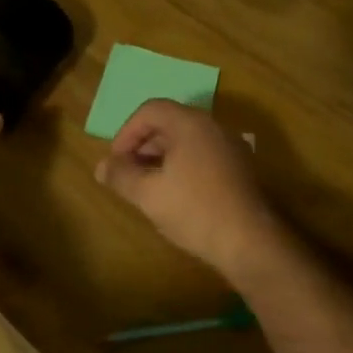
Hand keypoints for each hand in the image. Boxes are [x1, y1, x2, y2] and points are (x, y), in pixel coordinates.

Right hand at [94, 100, 289, 285]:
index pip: (150, 110)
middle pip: (170, 122)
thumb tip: (102, 167)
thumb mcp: (148, 194)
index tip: (117, 161)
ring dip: (161, 156)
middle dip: (142, 145)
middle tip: (128, 173)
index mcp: (190, 124)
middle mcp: (213, 127)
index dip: (127, 132)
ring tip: (148, 185)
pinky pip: (203, 154)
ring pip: (187, 140)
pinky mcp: (240, 168)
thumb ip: (121, 176)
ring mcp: (230, 146)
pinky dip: (182, 165)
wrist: (251, 242)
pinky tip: (176, 194)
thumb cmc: (195, 211)